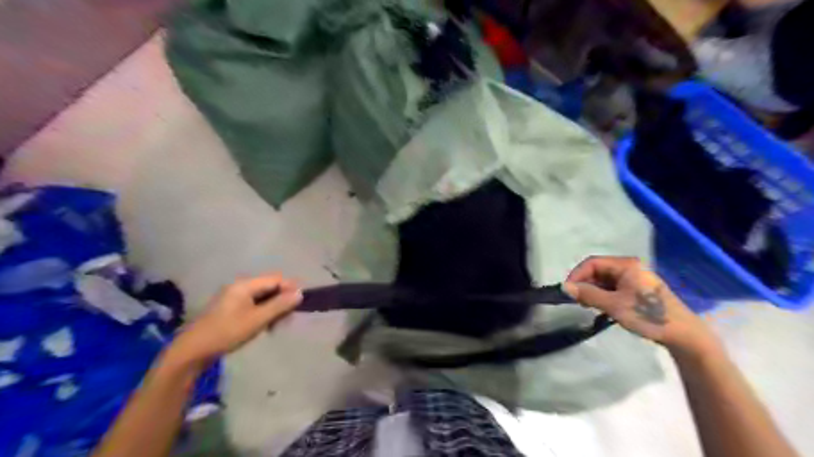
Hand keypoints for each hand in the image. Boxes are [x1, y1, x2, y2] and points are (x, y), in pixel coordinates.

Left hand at [168, 272, 301, 367]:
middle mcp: (240, 286)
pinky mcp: (231, 307)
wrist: (193, 351)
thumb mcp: (257, 320)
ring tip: (277, 326)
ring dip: (274, 308)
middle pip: (270, 287)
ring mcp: (234, 296)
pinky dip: (263, 312)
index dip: (290, 289)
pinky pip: (254, 304)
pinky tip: (265, 326)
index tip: (300, 304)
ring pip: (263, 297)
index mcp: (245, 285)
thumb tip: (300, 293)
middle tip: (288, 319)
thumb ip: (279, 305)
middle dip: (282, 300)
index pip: (276, 279)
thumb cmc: (227, 332)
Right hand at [563, 256, 713, 353]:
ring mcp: (634, 279)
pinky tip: (601, 307)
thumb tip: (565, 288)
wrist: (683, 334)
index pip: (592, 263)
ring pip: (604, 280)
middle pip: (598, 270)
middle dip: (584, 283)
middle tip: (577, 301)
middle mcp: (629, 267)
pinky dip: (603, 295)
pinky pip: (613, 288)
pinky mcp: (637, 291)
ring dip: (593, 291)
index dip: (577, 275)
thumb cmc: (647, 315)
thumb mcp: (614, 305)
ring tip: (587, 306)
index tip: (567, 291)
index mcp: (626, 265)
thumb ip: (588, 294)